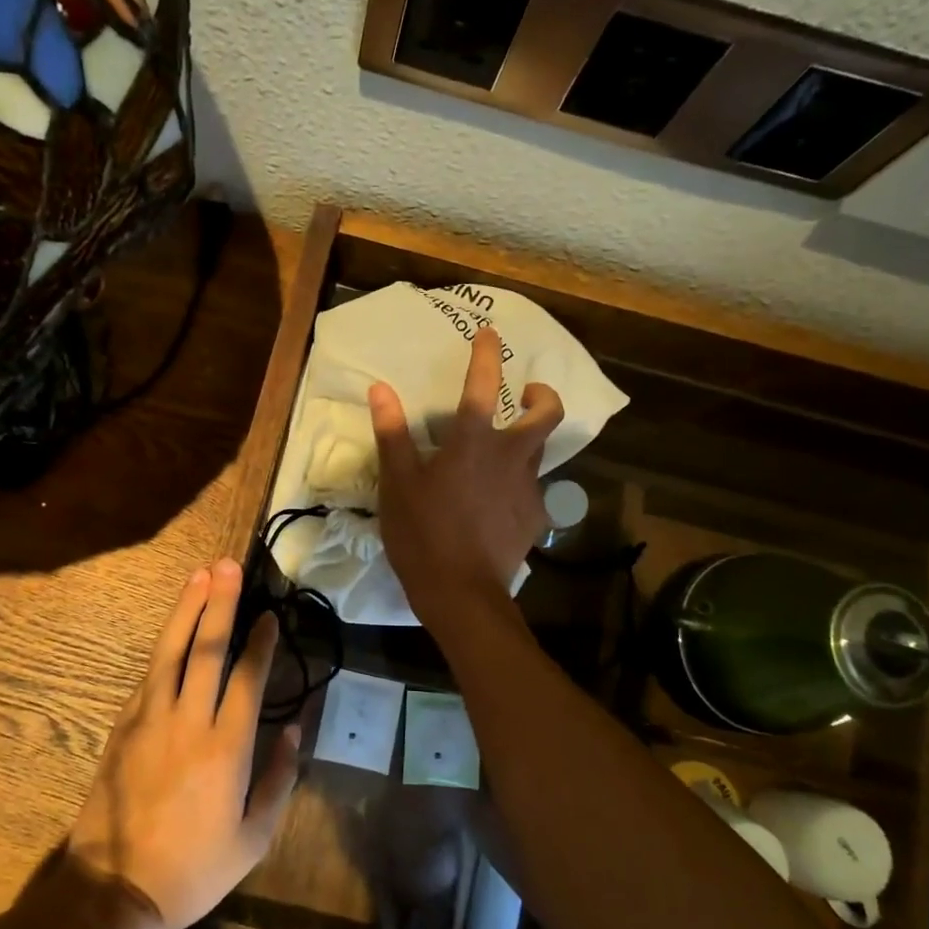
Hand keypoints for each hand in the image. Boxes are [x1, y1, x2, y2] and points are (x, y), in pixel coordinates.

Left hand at [67, 559, 300, 928]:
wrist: (115, 890)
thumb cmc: (194, 869)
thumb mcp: (254, 837)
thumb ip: (279, 778)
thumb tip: (296, 728)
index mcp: (227, 748)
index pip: (247, 678)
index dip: (260, 642)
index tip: (270, 615)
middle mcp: (189, 722)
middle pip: (207, 649)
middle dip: (220, 603)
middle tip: (229, 566)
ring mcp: (150, 720)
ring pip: (171, 651)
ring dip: (187, 610)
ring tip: (200, 576)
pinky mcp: (123, 726)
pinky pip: (148, 676)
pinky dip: (164, 647)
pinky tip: (174, 630)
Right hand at [368, 324, 563, 625]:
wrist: (462, 594)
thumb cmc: (422, 534)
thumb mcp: (398, 484)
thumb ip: (393, 434)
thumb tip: (381, 389)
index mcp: (474, 442)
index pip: (484, 384)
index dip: (487, 354)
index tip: (490, 335)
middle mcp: (510, 457)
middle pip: (547, 414)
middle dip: (542, 396)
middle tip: (527, 395)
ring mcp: (529, 488)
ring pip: (541, 451)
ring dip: (529, 440)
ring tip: (505, 450)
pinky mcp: (535, 517)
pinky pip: (532, 489)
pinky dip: (519, 483)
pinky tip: (499, 500)